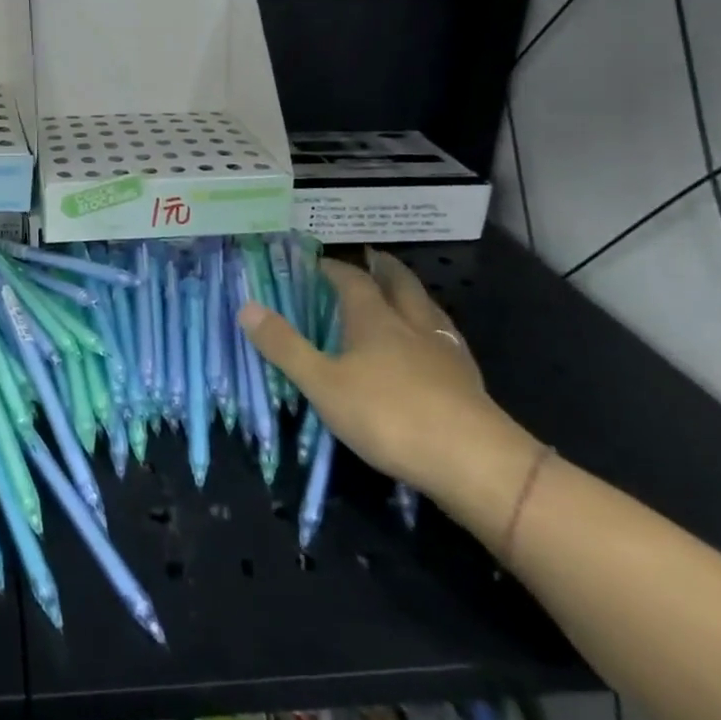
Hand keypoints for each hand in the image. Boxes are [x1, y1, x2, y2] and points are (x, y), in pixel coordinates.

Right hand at [238, 248, 518, 491]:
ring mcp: (444, 351)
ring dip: (413, 295)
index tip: (318, 263)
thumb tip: (247, 306)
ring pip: (428, 308)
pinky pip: (447, 340)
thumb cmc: (389, 415)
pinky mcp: (468, 380)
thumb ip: (285, 347)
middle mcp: (411, 324)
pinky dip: (434, 331)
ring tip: (403, 294)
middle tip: (372, 258)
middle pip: (400, 283)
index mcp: (374, 319)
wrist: (473, 461)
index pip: (352, 280)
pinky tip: (433, 347)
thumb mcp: (323, 384)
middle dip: (384, 268)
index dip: (334, 268)